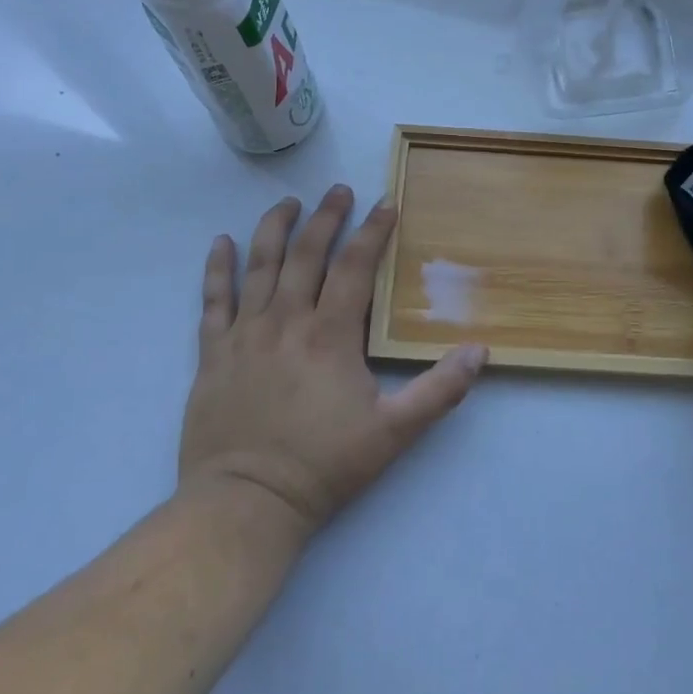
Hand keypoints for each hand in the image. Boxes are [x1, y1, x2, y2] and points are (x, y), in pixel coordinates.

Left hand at [178, 186, 485, 539]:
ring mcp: (245, 334)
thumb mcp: (394, 433)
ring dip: (275, 228)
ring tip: (288, 202)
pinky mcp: (213, 353)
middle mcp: (286, 321)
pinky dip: (216, 268)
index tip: (385, 203)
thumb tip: (480, 351)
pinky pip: (213, 300)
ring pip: (260, 266)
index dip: (372, 231)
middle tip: (339, 190)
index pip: (355, 268)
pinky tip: (220, 242)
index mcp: (330, 335)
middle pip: (307, 254)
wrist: (245, 503)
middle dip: (326, 217)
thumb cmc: (322, 466)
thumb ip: (439, 391)